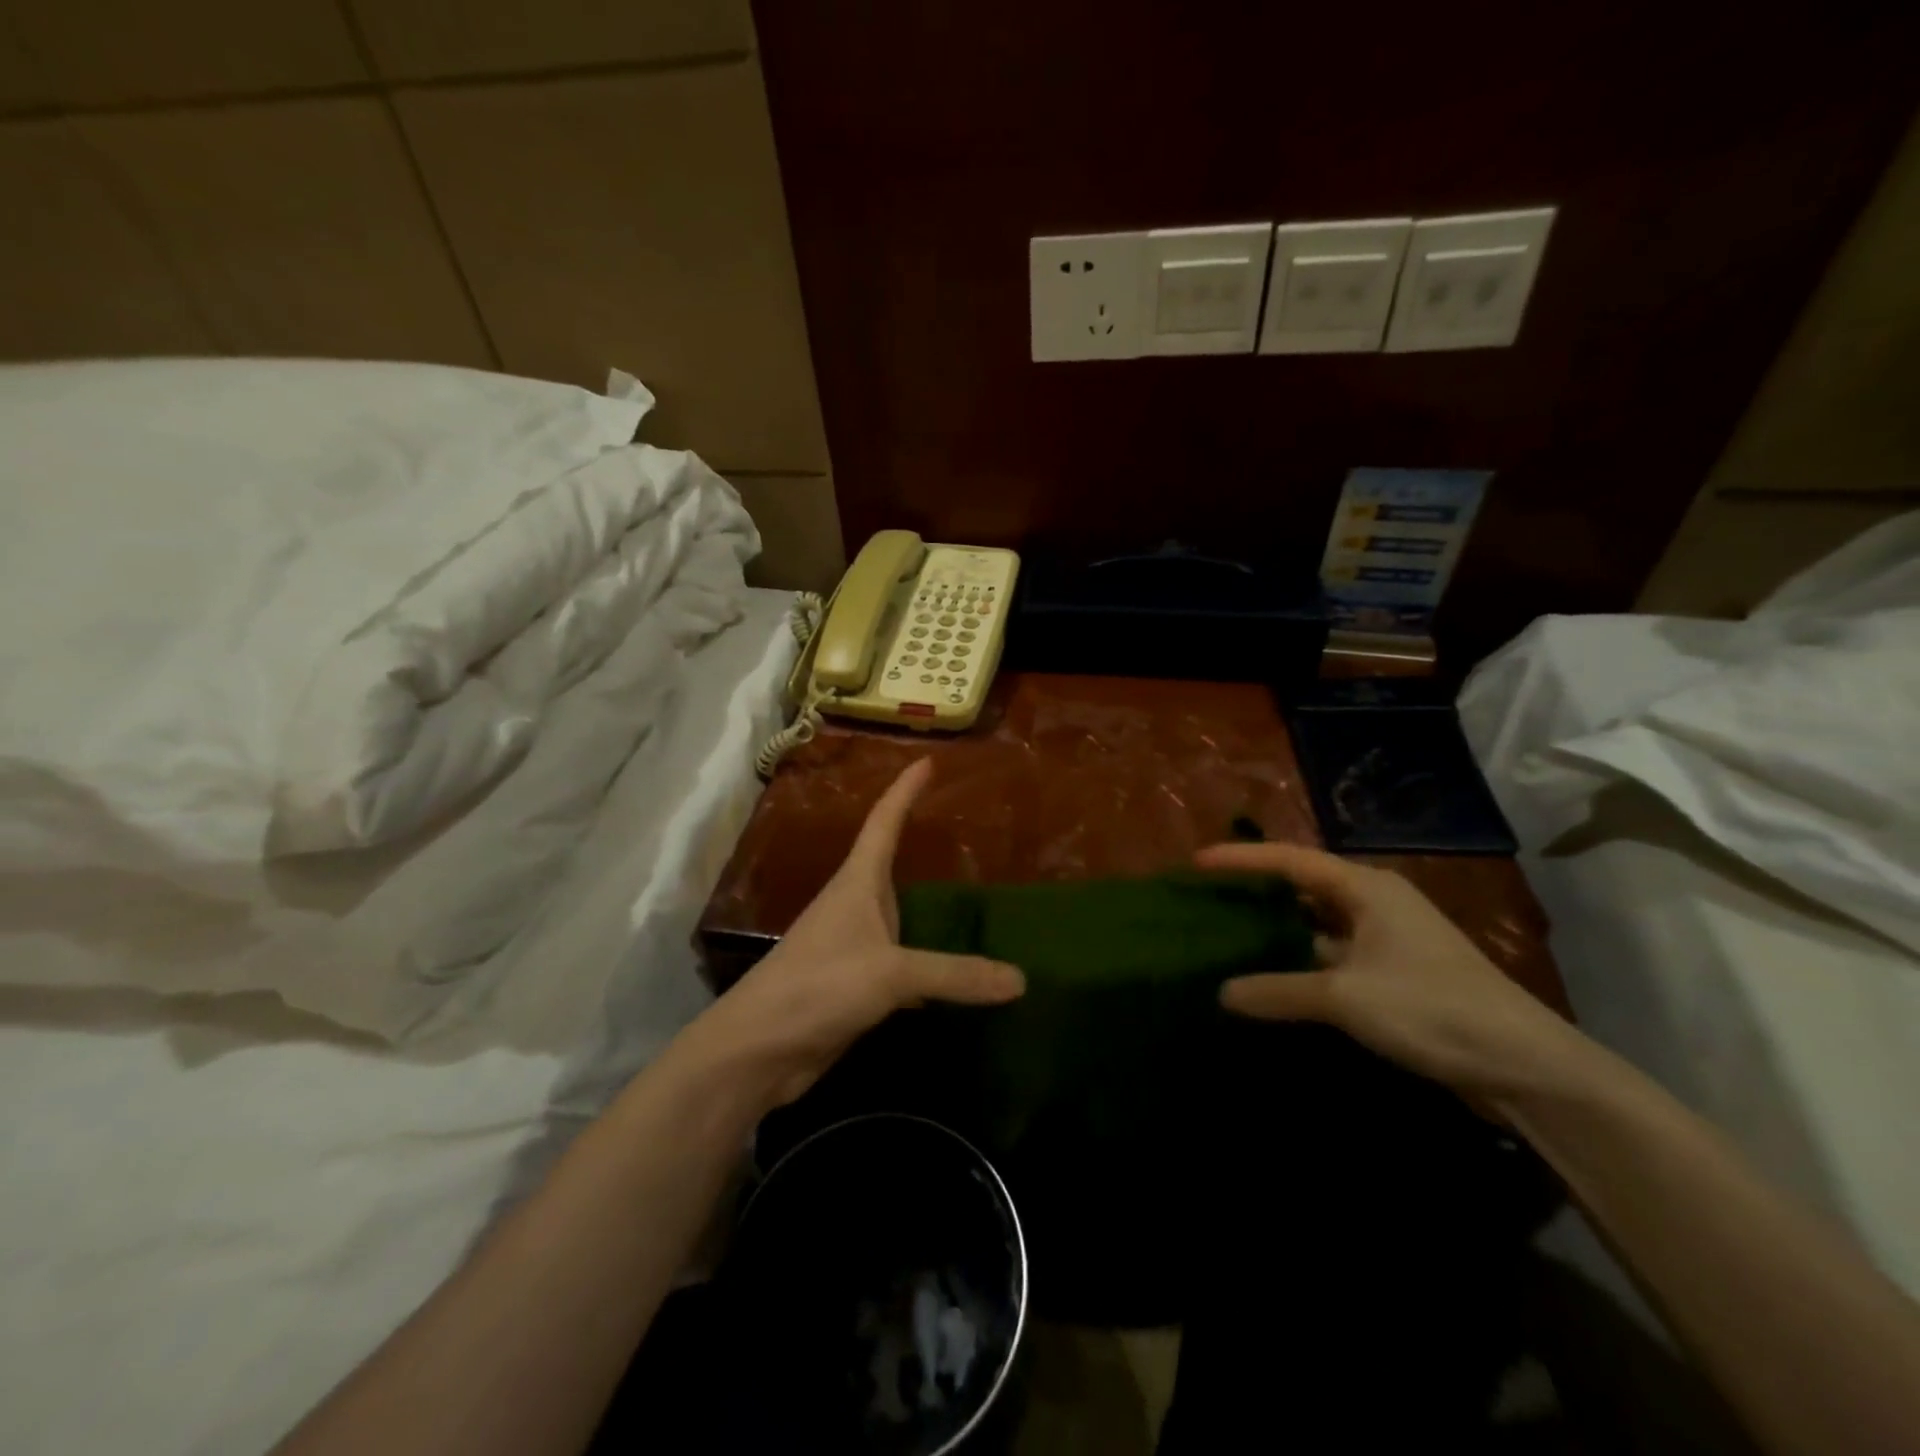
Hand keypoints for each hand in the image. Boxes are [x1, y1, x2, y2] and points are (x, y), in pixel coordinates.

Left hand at [688, 758, 1024, 1109]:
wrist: (758, 1050)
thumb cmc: (817, 986)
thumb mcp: (890, 973)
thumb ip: (955, 974)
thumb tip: (1021, 979)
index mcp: (857, 883)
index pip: (884, 822)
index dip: (904, 790)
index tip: (928, 761)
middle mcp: (854, 907)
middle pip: (891, 865)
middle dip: (920, 845)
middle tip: (965, 832)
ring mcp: (853, 947)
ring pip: (899, 919)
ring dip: (928, 911)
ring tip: (973, 903)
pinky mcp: (856, 986)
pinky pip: (903, 964)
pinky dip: (930, 966)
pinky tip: (955, 977)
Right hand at [1195, 841, 1578, 1097]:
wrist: (1526, 1066)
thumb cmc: (1431, 1008)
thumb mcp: (1345, 997)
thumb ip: (1279, 990)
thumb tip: (1222, 993)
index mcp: (1366, 888)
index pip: (1289, 860)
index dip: (1241, 859)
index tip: (1197, 862)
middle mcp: (1376, 903)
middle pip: (1302, 886)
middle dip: (1256, 890)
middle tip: (1209, 896)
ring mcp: (1387, 939)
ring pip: (1317, 923)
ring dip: (1278, 929)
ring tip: (1229, 933)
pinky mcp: (1394, 974)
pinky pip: (1332, 953)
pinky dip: (1300, 960)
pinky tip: (1274, 976)